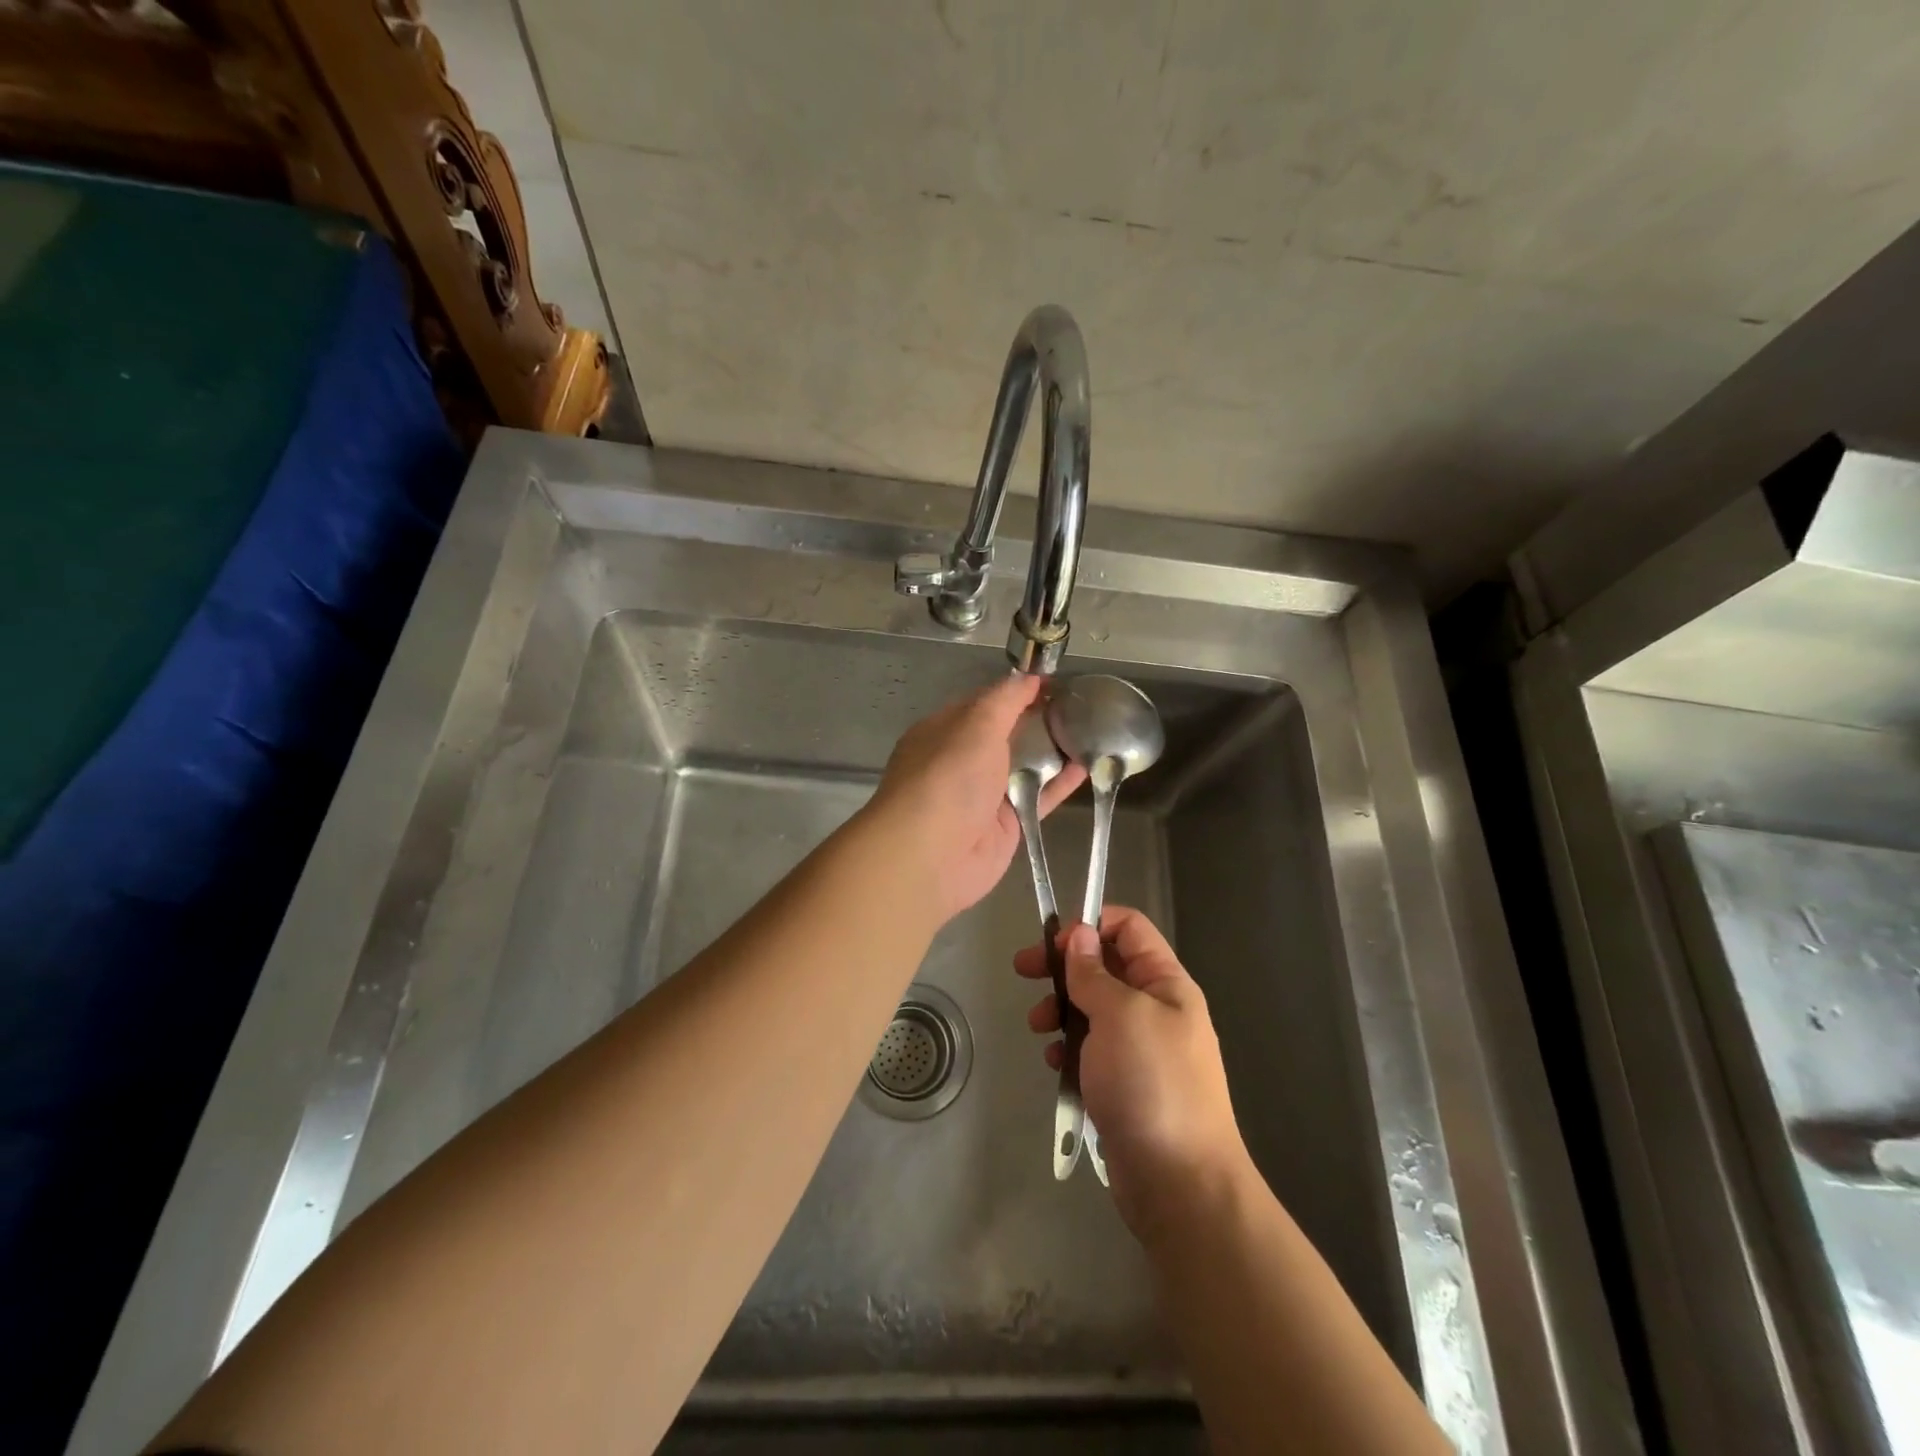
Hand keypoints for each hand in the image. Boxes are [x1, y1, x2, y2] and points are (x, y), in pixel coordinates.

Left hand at [865, 673, 1085, 923]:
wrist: (931, 855)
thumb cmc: (948, 777)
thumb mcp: (976, 724)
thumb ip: (1005, 699)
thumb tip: (1030, 677)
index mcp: (945, 731)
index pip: (985, 703)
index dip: (1018, 691)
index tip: (1055, 682)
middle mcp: (963, 761)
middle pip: (1007, 735)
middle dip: (1040, 721)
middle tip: (1082, 706)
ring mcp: (985, 796)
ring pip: (1025, 767)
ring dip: (1054, 751)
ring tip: (1093, 732)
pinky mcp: (1007, 826)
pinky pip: (1039, 798)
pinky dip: (1062, 783)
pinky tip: (1089, 767)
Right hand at [1016, 908, 1250, 1239]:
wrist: (1180, 1184)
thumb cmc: (1152, 1084)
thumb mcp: (1119, 1015)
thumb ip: (1094, 972)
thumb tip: (1079, 934)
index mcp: (1166, 983)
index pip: (1129, 928)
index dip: (1090, 925)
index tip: (1052, 942)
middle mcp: (1156, 1009)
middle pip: (1105, 967)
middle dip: (1064, 967)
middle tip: (1024, 972)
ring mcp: (1141, 1049)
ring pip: (1093, 1009)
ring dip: (1062, 1009)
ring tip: (1039, 1027)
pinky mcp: (1124, 1084)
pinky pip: (1091, 1050)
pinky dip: (1070, 1048)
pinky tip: (1056, 1064)